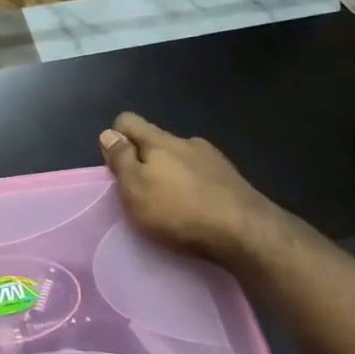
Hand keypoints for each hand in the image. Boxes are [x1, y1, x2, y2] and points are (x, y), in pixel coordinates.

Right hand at [98, 113, 280, 266]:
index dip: (116, 137)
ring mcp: (214, 159)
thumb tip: (108, 133)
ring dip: (171, 173)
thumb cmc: (179, 211)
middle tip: (139, 191)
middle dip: (144, 159)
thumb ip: (121, 160)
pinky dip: (192, 186)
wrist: (246, 232)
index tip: (115, 166)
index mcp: (160, 141)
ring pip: (181, 158)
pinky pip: (201, 175)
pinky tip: (195, 208)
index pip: (129, 121)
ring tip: (169, 203)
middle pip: (156, 141)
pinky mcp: (232, 179)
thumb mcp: (136, 188)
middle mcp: (188, 142)